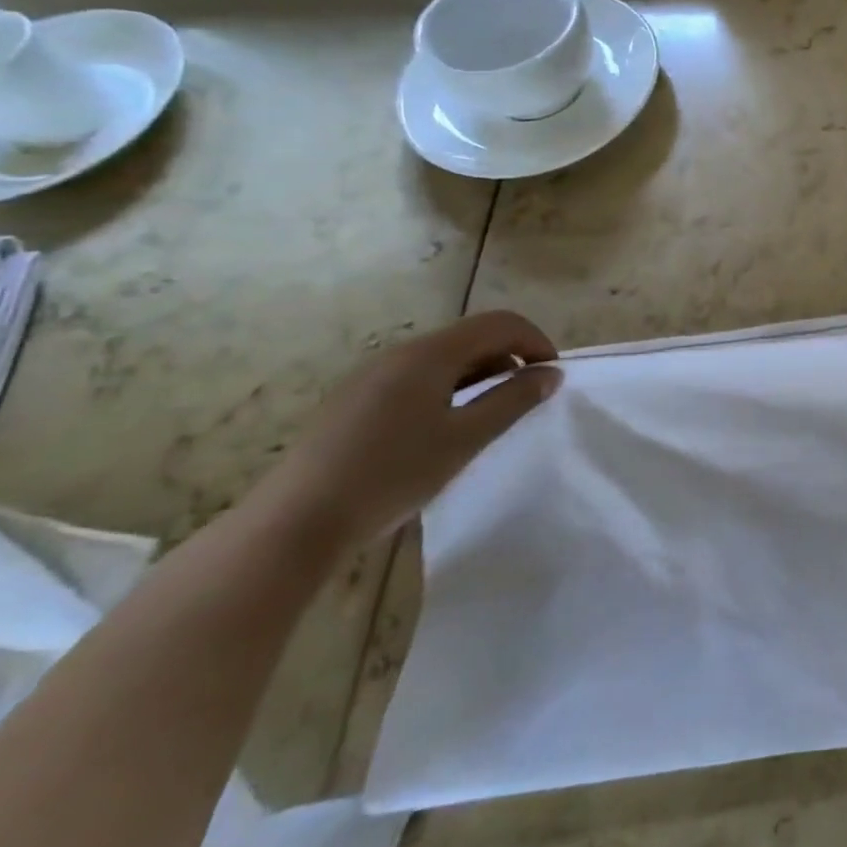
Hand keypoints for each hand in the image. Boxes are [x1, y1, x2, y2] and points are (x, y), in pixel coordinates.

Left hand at [258, 311, 560, 547]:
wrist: (294, 524)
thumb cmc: (392, 475)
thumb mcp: (466, 438)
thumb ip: (513, 399)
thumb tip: (550, 373)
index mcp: (430, 354)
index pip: (500, 323)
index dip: (536, 341)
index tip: (551, 377)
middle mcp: (400, 353)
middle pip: (471, 336)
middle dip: (509, 358)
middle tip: (526, 399)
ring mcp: (371, 375)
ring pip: (443, 358)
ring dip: (479, 374)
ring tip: (489, 416)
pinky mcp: (353, 400)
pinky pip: (416, 377)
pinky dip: (447, 388)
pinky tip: (442, 429)